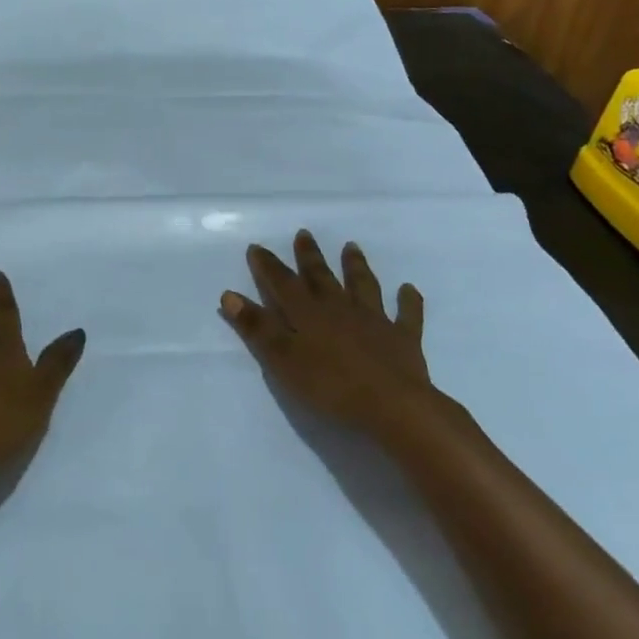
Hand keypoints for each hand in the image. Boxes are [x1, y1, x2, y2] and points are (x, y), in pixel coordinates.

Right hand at [220, 230, 432, 440]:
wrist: (393, 405)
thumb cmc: (331, 386)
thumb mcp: (283, 360)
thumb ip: (258, 328)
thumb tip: (229, 295)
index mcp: (308, 313)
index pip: (282, 283)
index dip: (268, 266)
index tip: (257, 247)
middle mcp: (339, 307)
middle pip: (321, 276)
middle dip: (309, 255)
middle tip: (304, 233)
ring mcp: (374, 320)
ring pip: (362, 285)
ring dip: (356, 266)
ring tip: (352, 247)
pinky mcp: (402, 338)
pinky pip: (406, 314)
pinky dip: (408, 301)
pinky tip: (409, 290)